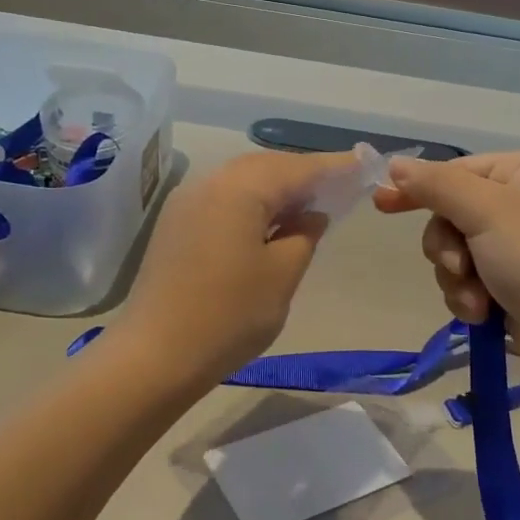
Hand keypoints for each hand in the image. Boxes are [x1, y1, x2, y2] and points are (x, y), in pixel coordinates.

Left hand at [113, 150, 353, 384]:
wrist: (155, 355)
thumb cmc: (228, 316)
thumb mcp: (281, 276)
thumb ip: (304, 235)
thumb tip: (313, 214)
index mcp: (240, 189)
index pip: (298, 168)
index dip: (334, 166)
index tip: (364, 163)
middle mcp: (210, 183)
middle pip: (267, 167)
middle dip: (304, 174)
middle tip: (339, 186)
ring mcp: (187, 202)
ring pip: (243, 181)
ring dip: (277, 188)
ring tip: (309, 205)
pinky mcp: (176, 224)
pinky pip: (224, 199)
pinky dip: (252, 203)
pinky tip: (269, 223)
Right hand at [373, 151, 519, 384]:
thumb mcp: (484, 211)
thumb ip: (435, 185)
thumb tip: (394, 165)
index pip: (459, 170)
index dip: (420, 189)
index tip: (381, 206)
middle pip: (453, 214)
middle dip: (448, 248)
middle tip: (458, 267)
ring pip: (457, 251)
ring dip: (457, 278)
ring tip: (476, 299)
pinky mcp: (516, 283)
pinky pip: (470, 280)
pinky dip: (469, 297)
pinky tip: (483, 314)